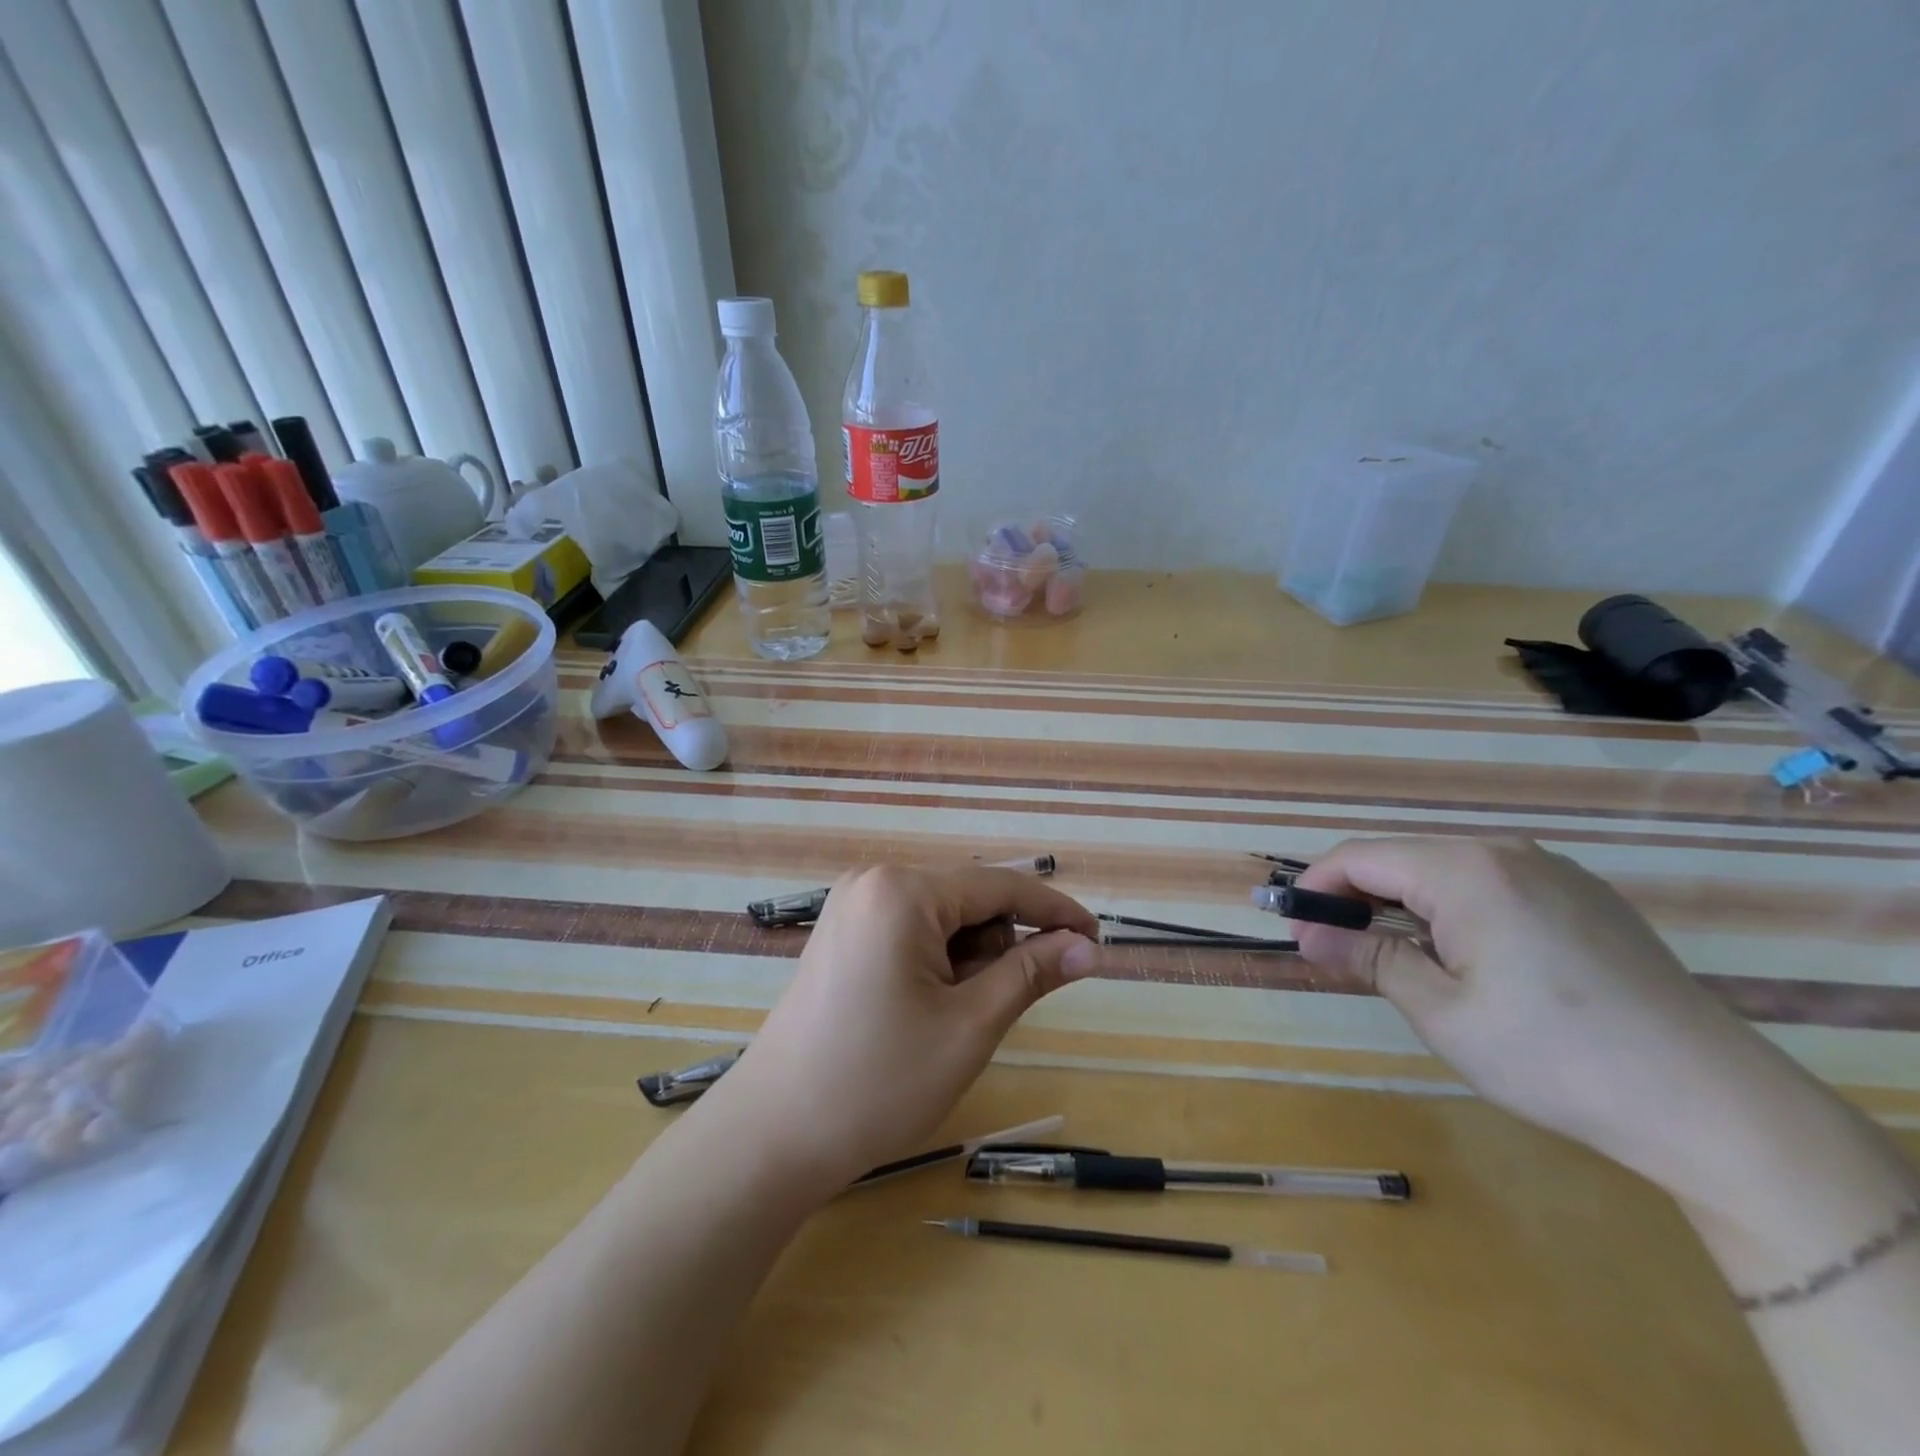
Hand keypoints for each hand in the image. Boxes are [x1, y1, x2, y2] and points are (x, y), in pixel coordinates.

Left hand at [701, 865, 1099, 1190]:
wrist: (774, 1133)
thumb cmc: (879, 1081)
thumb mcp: (969, 1026)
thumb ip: (1031, 974)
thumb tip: (1086, 946)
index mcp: (902, 890)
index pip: (999, 885)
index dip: (1054, 911)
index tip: (1096, 938)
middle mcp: (874, 881)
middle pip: (967, 899)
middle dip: (998, 946)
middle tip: (990, 1010)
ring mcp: (851, 905)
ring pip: (941, 917)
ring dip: (967, 958)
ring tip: (950, 1018)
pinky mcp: (841, 933)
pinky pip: (910, 929)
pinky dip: (937, 960)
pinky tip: (925, 1008)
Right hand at [1291, 837, 1819, 1209]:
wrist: (1713, 1105)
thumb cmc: (1553, 1056)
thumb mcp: (1440, 1012)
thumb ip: (1367, 958)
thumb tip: (1306, 933)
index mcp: (1465, 870)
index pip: (1360, 856)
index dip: (1316, 887)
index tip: (1292, 927)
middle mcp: (1506, 853)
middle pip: (1403, 859)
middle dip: (1357, 897)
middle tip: (1332, 948)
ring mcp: (1553, 872)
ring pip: (1447, 871)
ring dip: (1404, 904)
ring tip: (1392, 956)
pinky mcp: (1585, 898)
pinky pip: (1493, 886)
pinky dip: (1454, 910)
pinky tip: (1464, 957)